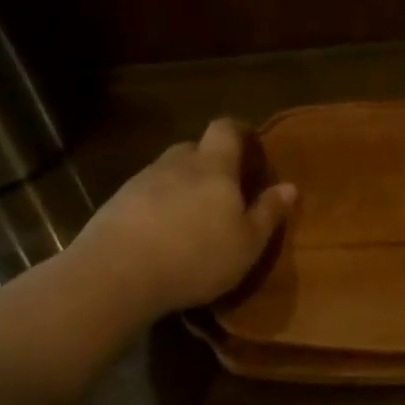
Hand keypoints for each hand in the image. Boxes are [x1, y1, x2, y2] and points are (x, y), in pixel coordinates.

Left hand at [69, 119, 296, 316]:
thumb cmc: (195, 256)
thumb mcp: (246, 244)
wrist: (115, 275)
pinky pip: (144, 195)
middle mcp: (176, 164)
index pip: (225, 129)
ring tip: (190, 216)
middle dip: (209, 161)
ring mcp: (140, 182)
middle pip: (194, 148)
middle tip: (223, 187)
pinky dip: (156, 206)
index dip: (238, 131)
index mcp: (213, 167)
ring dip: (181, 185)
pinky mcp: (114, 204)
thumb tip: (290, 186)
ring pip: (167, 172)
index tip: (249, 143)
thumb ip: (268, 212)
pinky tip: (160, 234)